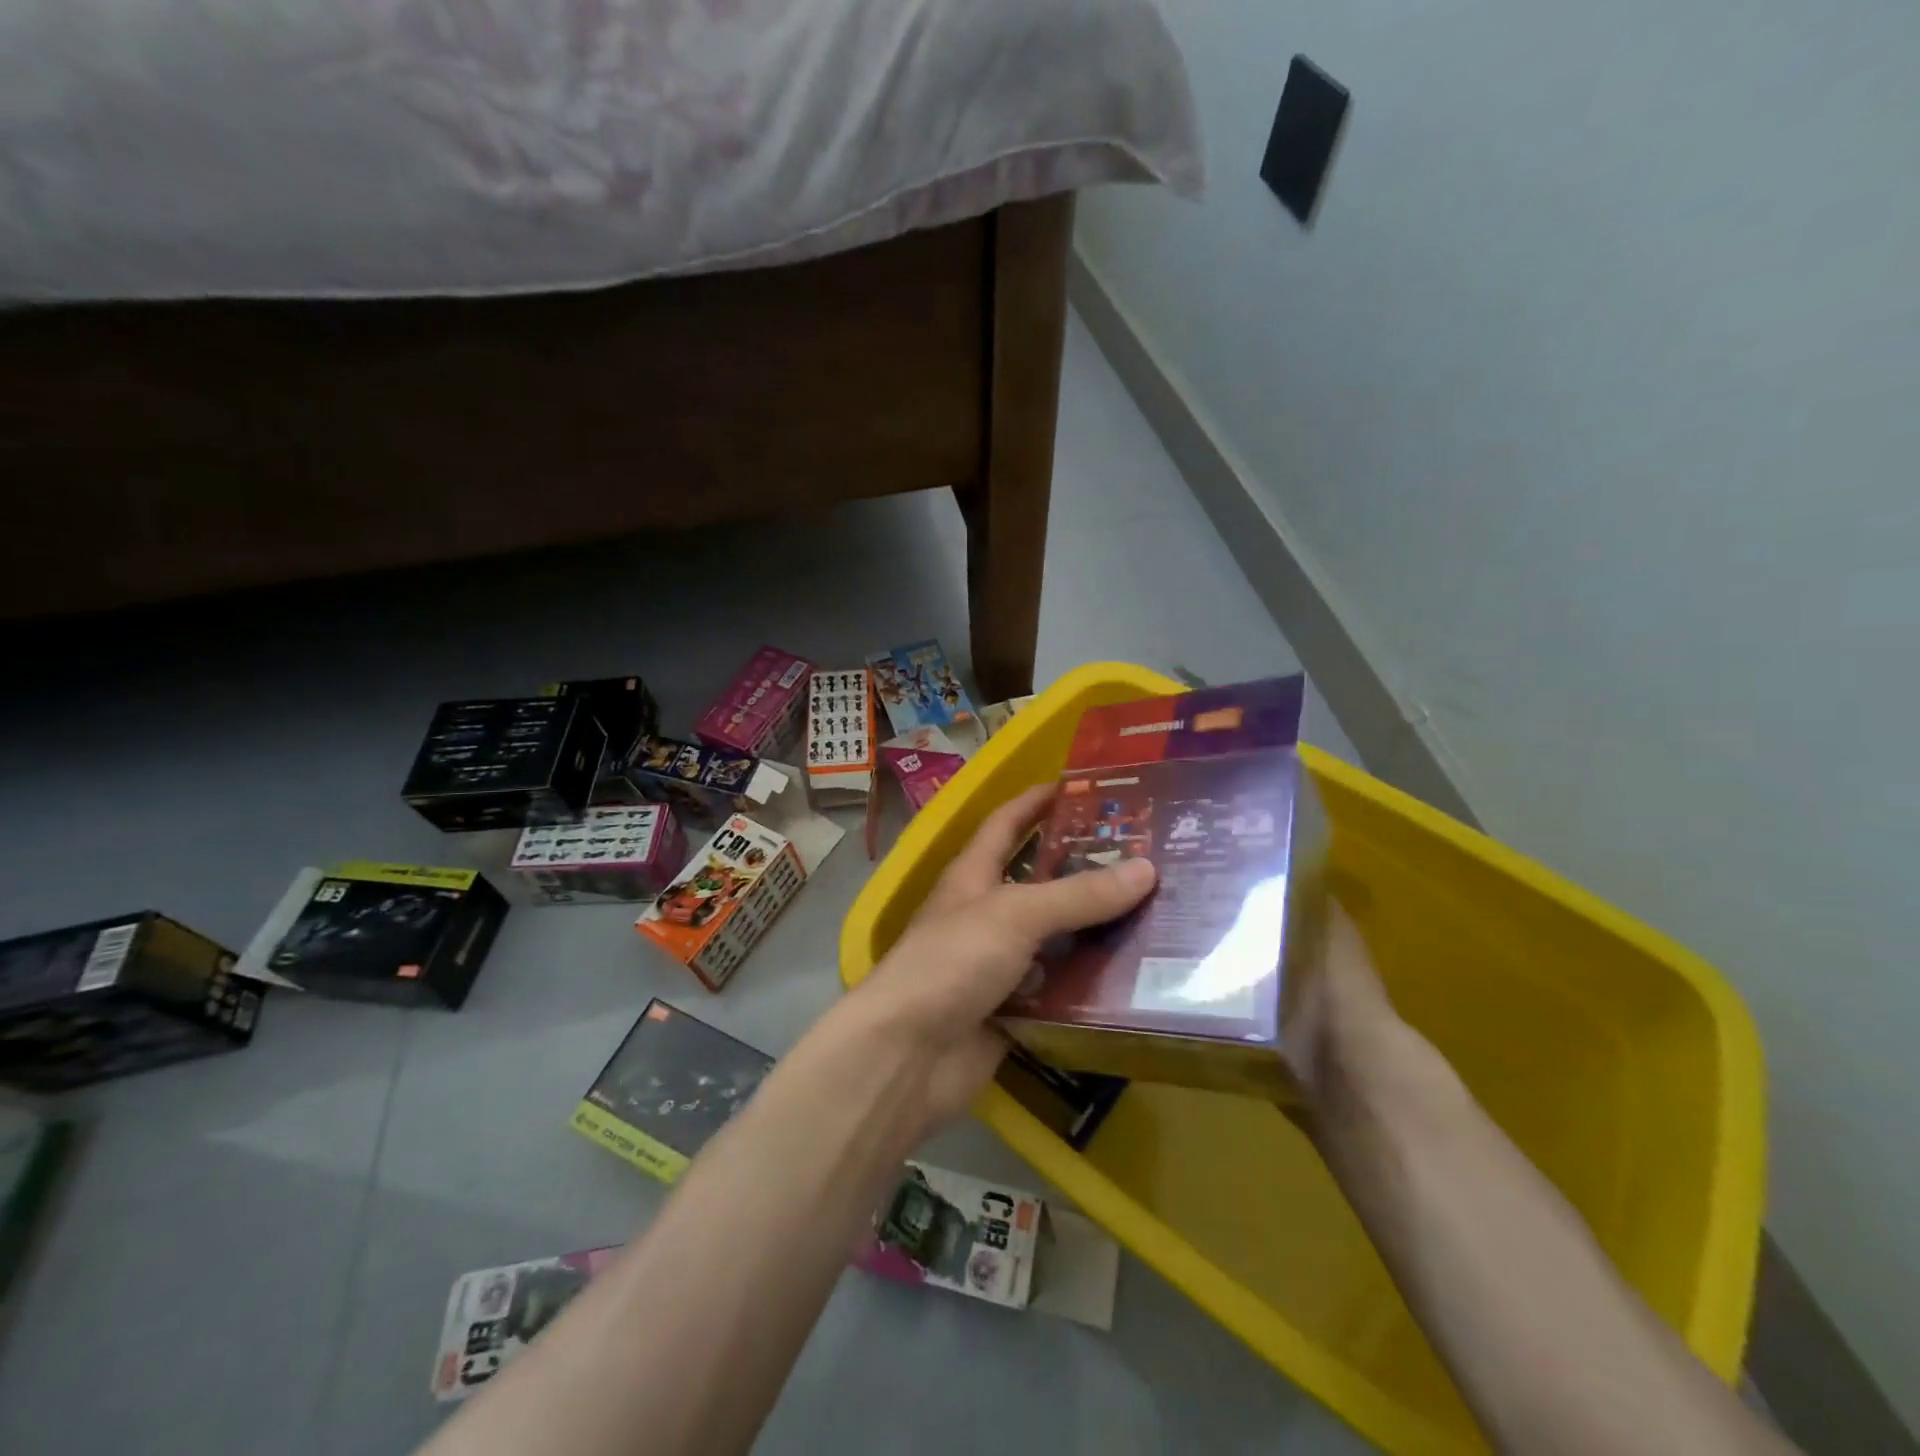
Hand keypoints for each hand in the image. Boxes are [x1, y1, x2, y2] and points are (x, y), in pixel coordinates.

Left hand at [844, 785, 1156, 1132]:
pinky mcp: (1012, 1011)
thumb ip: (1078, 894)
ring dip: (1096, 931)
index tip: (1082, 786)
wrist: (908, 1055)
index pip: (1006, 823)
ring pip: (1056, 939)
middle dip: (1084, 868)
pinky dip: (1090, 985)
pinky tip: (1136, 980)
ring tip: (1158, 915)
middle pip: (1040, 882)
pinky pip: (1059, 991)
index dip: (1037, 801)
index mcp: (973, 875)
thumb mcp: (1015, 914)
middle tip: (1147, 857)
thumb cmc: (952, 962)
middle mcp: (986, 914)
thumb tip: (1146, 868)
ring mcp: (998, 965)